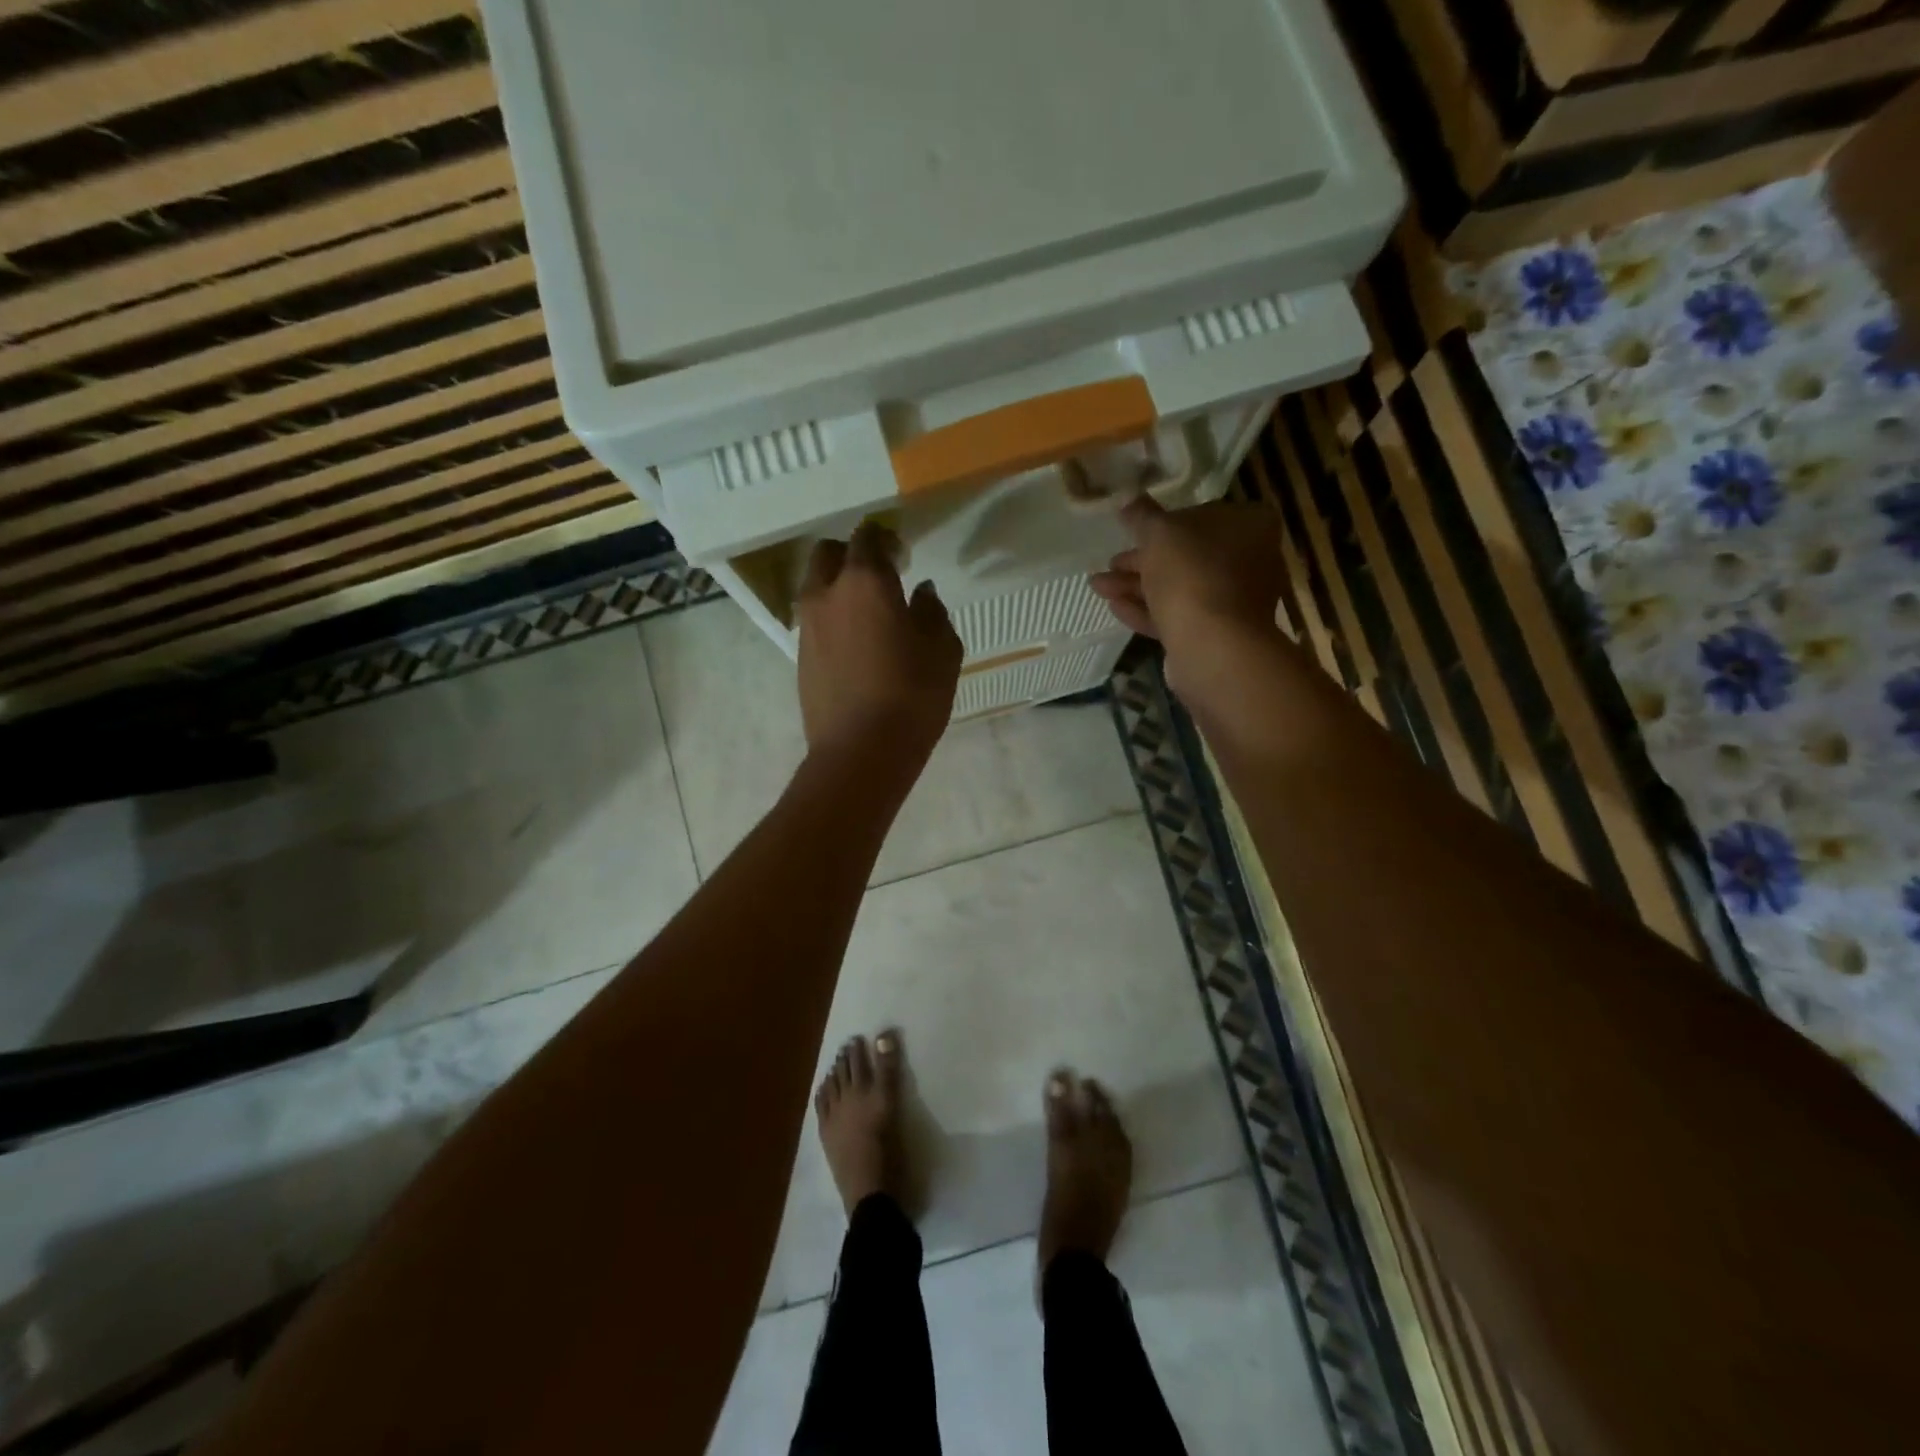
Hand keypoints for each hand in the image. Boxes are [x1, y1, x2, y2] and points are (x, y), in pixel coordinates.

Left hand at [797, 522, 962, 768]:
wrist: (861, 751)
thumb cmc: (912, 695)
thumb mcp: (942, 650)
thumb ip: (932, 612)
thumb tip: (920, 593)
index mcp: (865, 582)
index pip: (867, 538)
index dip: (885, 539)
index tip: (902, 554)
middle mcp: (827, 594)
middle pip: (828, 554)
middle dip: (851, 555)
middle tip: (880, 576)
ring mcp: (808, 626)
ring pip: (816, 588)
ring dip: (838, 588)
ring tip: (868, 613)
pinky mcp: (800, 657)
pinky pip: (815, 622)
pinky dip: (832, 620)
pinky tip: (856, 645)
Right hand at [1088, 497, 1288, 689]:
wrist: (1211, 645)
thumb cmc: (1191, 574)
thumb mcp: (1159, 533)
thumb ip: (1142, 516)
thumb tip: (1128, 499)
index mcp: (1249, 525)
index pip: (1203, 514)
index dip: (1165, 522)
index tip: (1134, 532)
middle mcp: (1249, 560)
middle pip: (1188, 554)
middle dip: (1143, 559)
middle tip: (1111, 562)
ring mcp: (1233, 601)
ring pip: (1179, 587)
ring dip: (1137, 585)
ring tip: (1098, 586)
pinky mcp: (1215, 633)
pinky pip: (1178, 615)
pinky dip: (1147, 610)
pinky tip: (1115, 607)